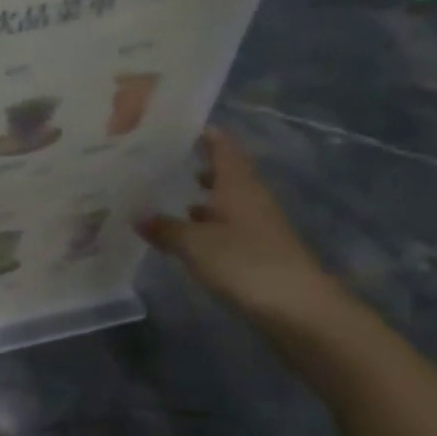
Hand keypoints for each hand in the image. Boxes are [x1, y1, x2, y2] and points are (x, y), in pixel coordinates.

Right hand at [137, 128, 338, 326]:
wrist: (299, 310)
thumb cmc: (245, 262)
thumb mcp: (194, 244)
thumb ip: (164, 228)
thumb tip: (137, 216)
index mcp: (237, 184)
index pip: (221, 146)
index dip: (202, 133)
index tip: (172, 125)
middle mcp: (249, 198)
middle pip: (222, 172)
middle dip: (193, 164)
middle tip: (156, 160)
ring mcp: (256, 226)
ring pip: (222, 200)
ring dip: (197, 196)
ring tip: (161, 194)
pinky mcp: (257, 251)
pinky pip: (224, 226)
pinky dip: (203, 224)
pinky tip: (181, 233)